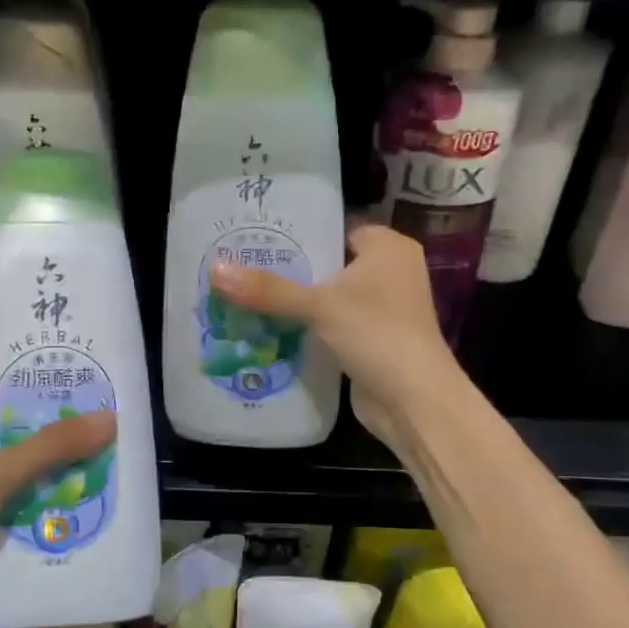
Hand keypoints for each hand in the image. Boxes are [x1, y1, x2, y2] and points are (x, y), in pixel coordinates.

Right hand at [208, 221, 463, 449]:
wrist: (413, 401)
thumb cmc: (376, 334)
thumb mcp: (319, 306)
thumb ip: (269, 289)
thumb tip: (215, 269)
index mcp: (388, 248)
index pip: (336, 226)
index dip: (300, 230)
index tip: (258, 234)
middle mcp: (389, 273)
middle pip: (329, 262)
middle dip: (290, 268)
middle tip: (242, 264)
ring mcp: (381, 309)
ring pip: (328, 296)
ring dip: (295, 300)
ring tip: (245, 292)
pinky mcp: (370, 340)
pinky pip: (331, 324)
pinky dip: (306, 326)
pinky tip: (267, 326)